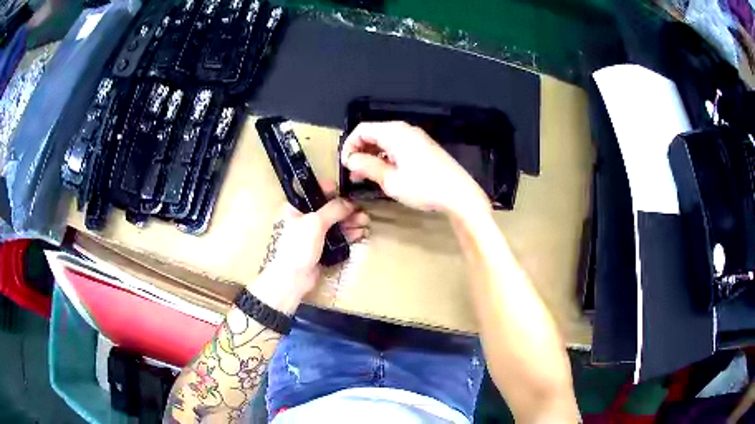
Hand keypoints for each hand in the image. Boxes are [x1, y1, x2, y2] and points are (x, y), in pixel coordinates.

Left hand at [248, 181, 368, 314]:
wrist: (291, 280)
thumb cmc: (297, 247)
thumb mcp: (314, 223)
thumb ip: (333, 209)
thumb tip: (349, 201)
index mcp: (295, 206)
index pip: (316, 191)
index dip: (334, 191)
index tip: (351, 194)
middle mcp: (303, 217)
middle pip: (329, 208)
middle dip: (347, 209)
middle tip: (363, 212)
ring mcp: (312, 234)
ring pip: (335, 223)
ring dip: (350, 222)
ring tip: (365, 223)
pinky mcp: (320, 248)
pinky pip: (336, 237)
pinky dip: (348, 234)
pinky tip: (360, 233)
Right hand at [341, 121, 490, 217]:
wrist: (460, 195)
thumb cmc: (424, 187)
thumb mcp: (391, 180)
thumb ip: (368, 167)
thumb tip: (350, 160)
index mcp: (395, 132)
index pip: (362, 129)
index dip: (349, 146)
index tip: (345, 166)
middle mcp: (405, 130)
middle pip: (374, 133)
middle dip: (360, 151)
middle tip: (354, 174)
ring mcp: (417, 138)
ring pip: (386, 141)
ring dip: (373, 156)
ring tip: (367, 177)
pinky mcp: (424, 148)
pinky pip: (398, 147)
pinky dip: (387, 158)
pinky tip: (386, 174)